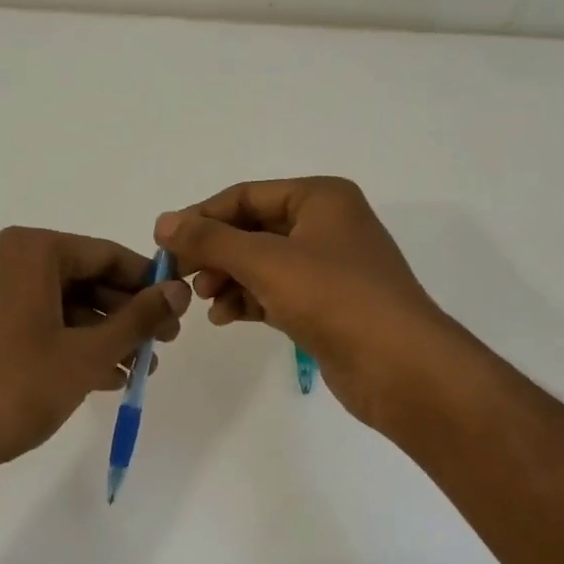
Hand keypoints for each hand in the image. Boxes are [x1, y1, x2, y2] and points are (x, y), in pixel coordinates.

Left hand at [0, 226, 188, 476]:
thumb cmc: (14, 389)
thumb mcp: (88, 354)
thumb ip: (139, 318)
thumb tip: (180, 290)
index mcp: (27, 251)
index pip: (104, 254)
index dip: (147, 283)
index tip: (177, 311)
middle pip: (80, 278)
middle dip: (124, 314)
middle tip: (161, 345)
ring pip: (55, 303)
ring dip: (98, 334)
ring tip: (136, 370)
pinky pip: (28, 321)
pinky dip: (63, 342)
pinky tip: (98, 377)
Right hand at [155, 177, 458, 430]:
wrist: (400, 366)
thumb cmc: (334, 298)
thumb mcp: (265, 261)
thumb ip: (211, 240)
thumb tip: (164, 222)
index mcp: (320, 198)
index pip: (245, 196)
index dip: (202, 217)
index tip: (164, 244)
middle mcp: (326, 225)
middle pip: (253, 229)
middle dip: (215, 252)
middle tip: (181, 277)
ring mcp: (329, 267)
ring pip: (263, 263)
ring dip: (229, 279)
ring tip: (204, 301)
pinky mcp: (327, 305)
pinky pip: (277, 292)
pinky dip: (250, 300)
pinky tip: (226, 317)